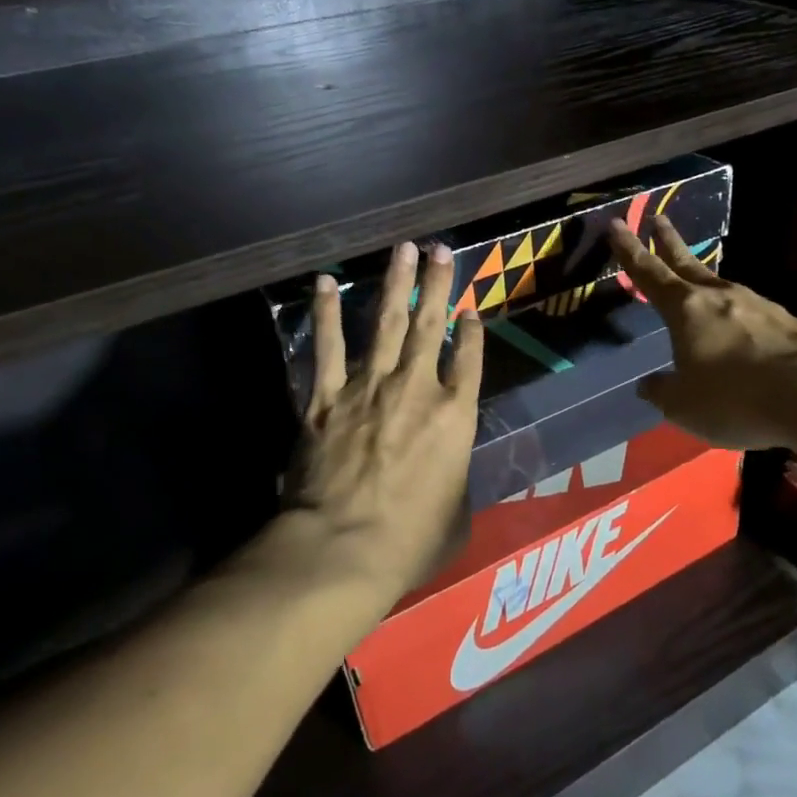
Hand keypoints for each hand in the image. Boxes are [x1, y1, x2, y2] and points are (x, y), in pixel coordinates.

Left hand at [279, 240, 484, 604]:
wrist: (343, 547)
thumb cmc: (410, 541)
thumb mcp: (456, 517)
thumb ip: (456, 485)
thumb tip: (449, 481)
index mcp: (454, 417)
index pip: (469, 361)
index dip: (471, 333)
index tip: (470, 310)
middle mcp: (416, 389)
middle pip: (430, 326)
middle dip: (437, 285)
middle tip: (440, 250)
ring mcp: (369, 388)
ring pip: (386, 323)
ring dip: (395, 284)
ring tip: (402, 249)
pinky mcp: (327, 398)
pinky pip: (328, 347)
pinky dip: (326, 314)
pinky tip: (325, 283)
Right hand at [610, 217, 796, 451]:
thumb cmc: (736, 398)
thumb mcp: (683, 406)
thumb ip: (662, 391)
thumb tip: (649, 384)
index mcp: (687, 309)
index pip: (649, 273)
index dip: (629, 250)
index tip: (616, 224)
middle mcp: (721, 297)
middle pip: (688, 263)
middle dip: (669, 242)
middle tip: (659, 218)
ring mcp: (759, 306)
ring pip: (722, 287)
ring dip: (705, 281)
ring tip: (697, 285)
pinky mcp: (788, 323)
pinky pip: (750, 314)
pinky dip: (737, 316)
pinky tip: (740, 333)